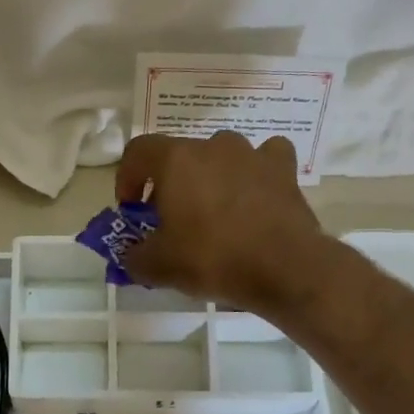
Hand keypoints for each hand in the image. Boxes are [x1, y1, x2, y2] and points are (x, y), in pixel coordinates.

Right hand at [115, 131, 327, 315]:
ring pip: (221, 155)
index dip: (128, 177)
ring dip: (211, 176)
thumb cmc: (212, 258)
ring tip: (214, 211)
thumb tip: (132, 255)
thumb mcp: (158, 267)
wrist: (285, 268)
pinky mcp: (283, 169)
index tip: (132, 208)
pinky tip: (255, 194)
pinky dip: (255, 172)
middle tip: (171, 218)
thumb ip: (134, 256)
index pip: (138, 151)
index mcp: (176, 160)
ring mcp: (251, 154)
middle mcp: (212, 146)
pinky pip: (264, 159)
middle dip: (169, 183)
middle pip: (180, 156)